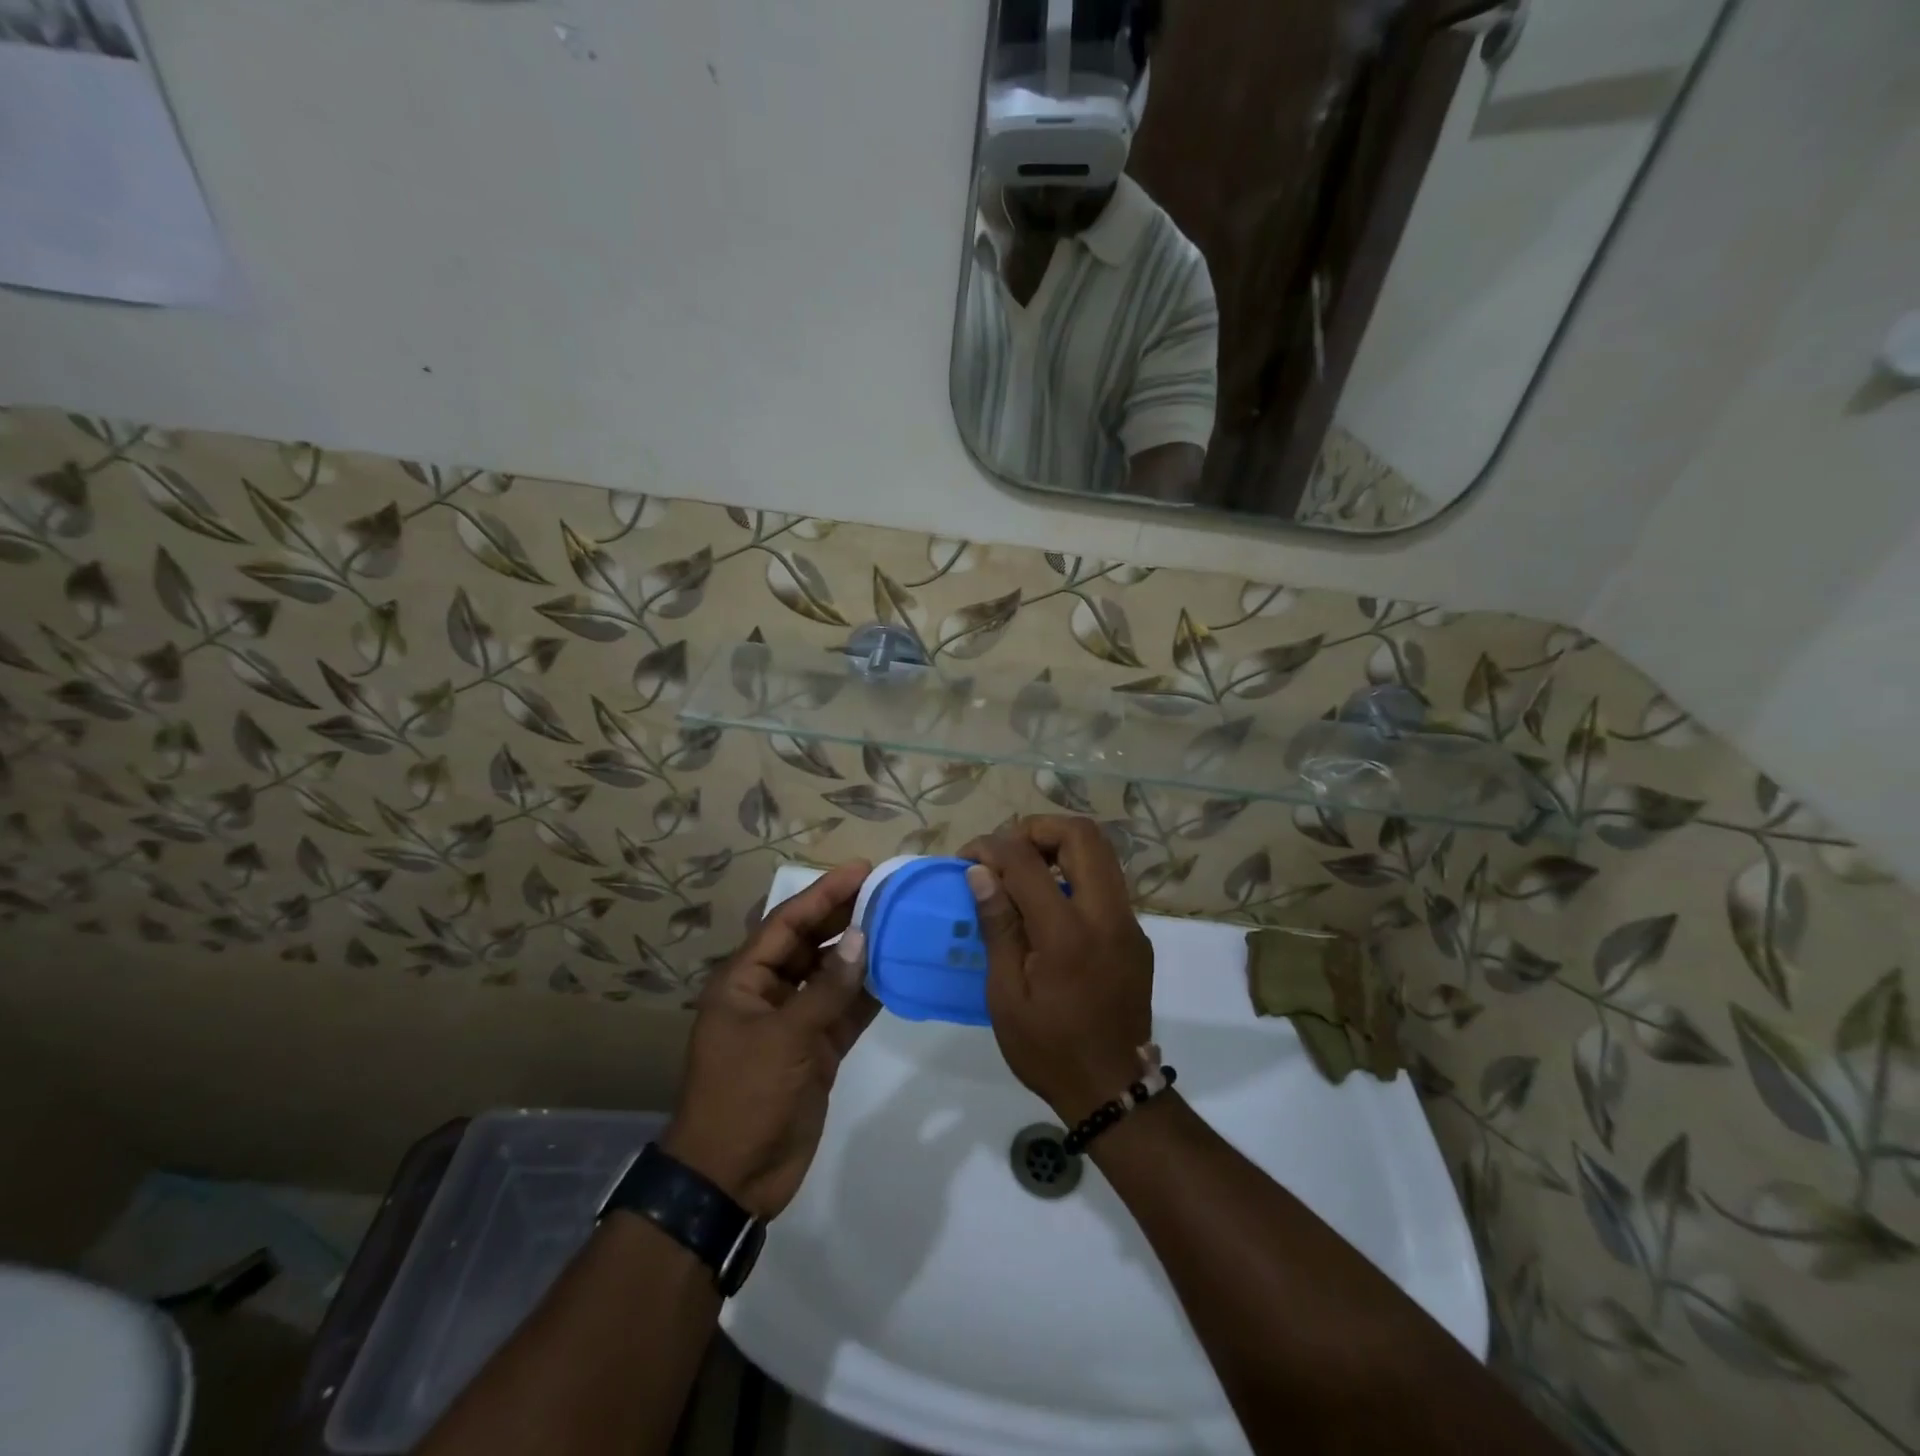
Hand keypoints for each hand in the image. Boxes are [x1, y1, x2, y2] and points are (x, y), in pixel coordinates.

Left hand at [661, 860, 876, 1219]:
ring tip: (898, 924)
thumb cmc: (745, 1096)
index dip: (823, 893)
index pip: (787, 923)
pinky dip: (868, 994)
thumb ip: (826, 989)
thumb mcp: (784, 1038)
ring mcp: (793, 1022)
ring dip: (860, 953)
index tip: (861, 870)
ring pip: (831, 976)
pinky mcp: (815, 1050)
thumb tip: (861, 939)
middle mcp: (768, 993)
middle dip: (844, 917)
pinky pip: (845, 1011)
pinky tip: (896, 973)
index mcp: (744, 981)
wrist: (732, 1178)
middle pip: (810, 943)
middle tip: (886, 891)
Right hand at [961, 817, 1153, 1122]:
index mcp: (1068, 934)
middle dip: (1037, 828)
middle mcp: (1107, 915)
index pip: (1028, 861)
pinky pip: (1107, 882)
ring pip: (1102, 852)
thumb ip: (998, 926)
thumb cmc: (1048, 1048)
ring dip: (1060, 846)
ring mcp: (1129, 923)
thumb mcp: (1006, 995)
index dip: (992, 846)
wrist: (1113, 1090)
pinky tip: (1049, 904)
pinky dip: (1075, 873)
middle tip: (1005, 851)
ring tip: (1024, 870)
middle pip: (1082, 834)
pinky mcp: (1136, 935)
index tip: (968, 857)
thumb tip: (980, 872)